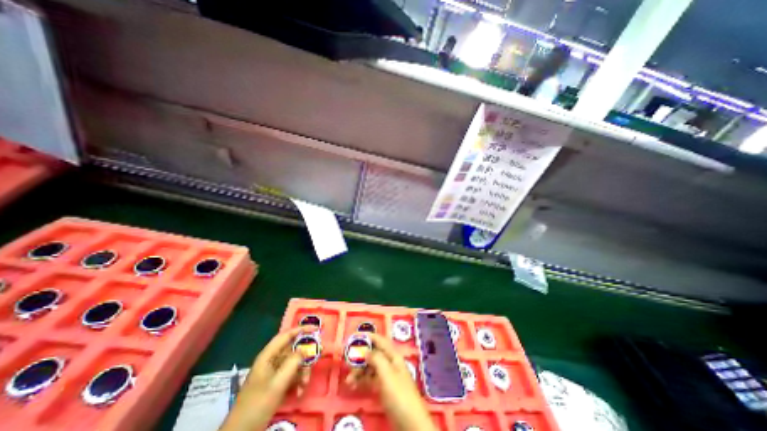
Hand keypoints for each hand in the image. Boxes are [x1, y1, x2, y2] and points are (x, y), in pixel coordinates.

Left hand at [219, 327, 310, 429]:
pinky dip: (298, 381)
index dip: (302, 329)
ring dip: (303, 371)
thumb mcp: (277, 383)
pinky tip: (300, 391)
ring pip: (295, 363)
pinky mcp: (277, 383)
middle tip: (319, 355)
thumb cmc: (257, 404)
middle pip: (293, 349)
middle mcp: (272, 360)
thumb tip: (305, 349)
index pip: (287, 335)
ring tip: (304, 384)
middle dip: (306, 355)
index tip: (317, 329)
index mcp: (268, 355)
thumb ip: (293, 363)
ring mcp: (275, 372)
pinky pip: (293, 375)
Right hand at [348, 333, 436, 430]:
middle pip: (373, 354)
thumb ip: (376, 359)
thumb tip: (365, 349)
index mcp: (393, 356)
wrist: (410, 424)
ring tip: (349, 381)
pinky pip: (371, 379)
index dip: (368, 337)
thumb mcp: (387, 374)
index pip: (380, 340)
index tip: (354, 336)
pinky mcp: (384, 389)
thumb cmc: (399, 395)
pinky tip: (354, 386)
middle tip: (348, 364)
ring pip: (371, 367)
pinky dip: (363, 380)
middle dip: (360, 357)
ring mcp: (387, 376)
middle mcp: (390, 363)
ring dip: (359, 371)